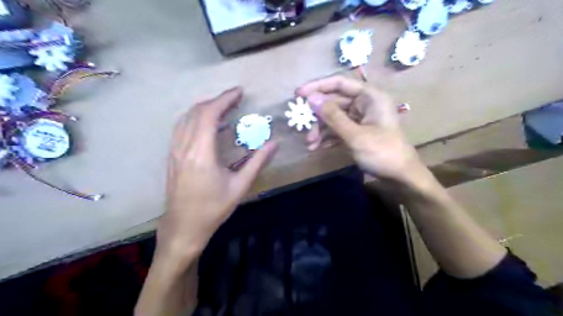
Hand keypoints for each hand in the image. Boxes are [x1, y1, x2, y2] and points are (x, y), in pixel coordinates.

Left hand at [154, 86, 277, 261]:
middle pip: (196, 112)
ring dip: (204, 108)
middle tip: (235, 99)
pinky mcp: (172, 157)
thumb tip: (274, 144)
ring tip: (222, 108)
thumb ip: (257, 162)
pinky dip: (194, 118)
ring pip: (185, 118)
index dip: (224, 99)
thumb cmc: (213, 208)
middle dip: (216, 101)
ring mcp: (175, 151)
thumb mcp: (240, 186)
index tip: (239, 92)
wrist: (184, 227)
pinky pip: (180, 128)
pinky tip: (205, 123)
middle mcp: (184, 147)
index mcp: (201, 153)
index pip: (209, 115)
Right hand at [297, 75, 423, 185]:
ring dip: (321, 129)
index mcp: (369, 97)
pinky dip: (328, 137)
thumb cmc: (382, 152)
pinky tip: (318, 147)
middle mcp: (365, 104)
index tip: (298, 94)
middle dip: (318, 117)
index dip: (317, 87)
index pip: (339, 83)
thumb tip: (311, 99)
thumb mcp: (355, 135)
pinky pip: (339, 129)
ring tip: (310, 143)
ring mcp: (361, 119)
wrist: (401, 177)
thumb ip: (333, 116)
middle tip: (302, 127)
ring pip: (335, 118)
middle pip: (334, 103)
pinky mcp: (358, 132)